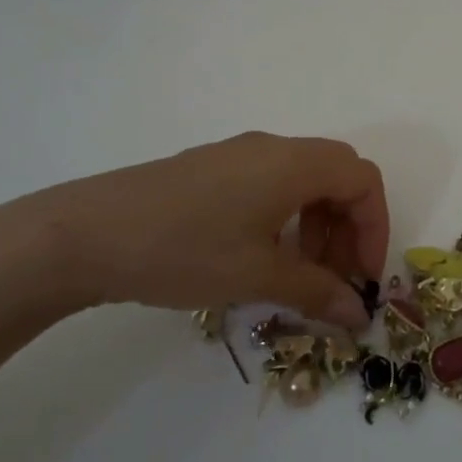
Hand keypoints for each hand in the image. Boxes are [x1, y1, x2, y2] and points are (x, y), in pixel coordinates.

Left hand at [0, 133, 387, 330]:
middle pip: (337, 174)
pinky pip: (270, 182)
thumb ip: (316, 291)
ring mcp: (238, 154)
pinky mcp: (210, 167)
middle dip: (349, 227)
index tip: (363, 277)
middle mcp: (272, 148)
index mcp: (293, 163)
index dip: (375, 227)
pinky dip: (286, 215)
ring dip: (318, 223)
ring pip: (303, 178)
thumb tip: (358, 314)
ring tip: (298, 273)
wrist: (86, 234)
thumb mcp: (257, 276)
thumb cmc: (185, 250)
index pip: (362, 179)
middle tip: (335, 278)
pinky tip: (260, 255)